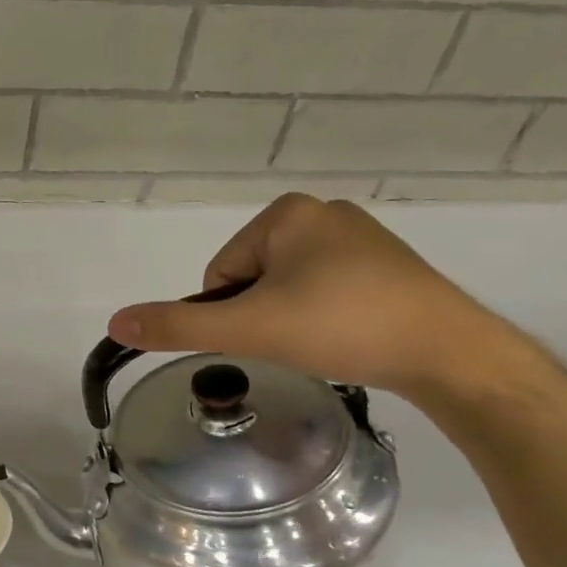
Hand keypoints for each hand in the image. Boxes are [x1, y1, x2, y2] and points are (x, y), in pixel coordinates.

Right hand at [106, 193, 521, 399]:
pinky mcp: (386, 264)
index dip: (234, 313)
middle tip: (299, 341)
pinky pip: (324, 290)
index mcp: (286, 214)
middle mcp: (322, 213)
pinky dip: (324, 316)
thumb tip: (115, 321)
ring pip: (287, 287)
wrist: (450, 354)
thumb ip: (178, 327)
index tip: (270, 333)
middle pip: (252, 279)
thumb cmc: (342, 326)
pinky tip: (349, 335)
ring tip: (327, 341)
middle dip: (263, 315)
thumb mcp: (250, 329)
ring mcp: (359, 237)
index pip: (221, 274)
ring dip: (291, 318)